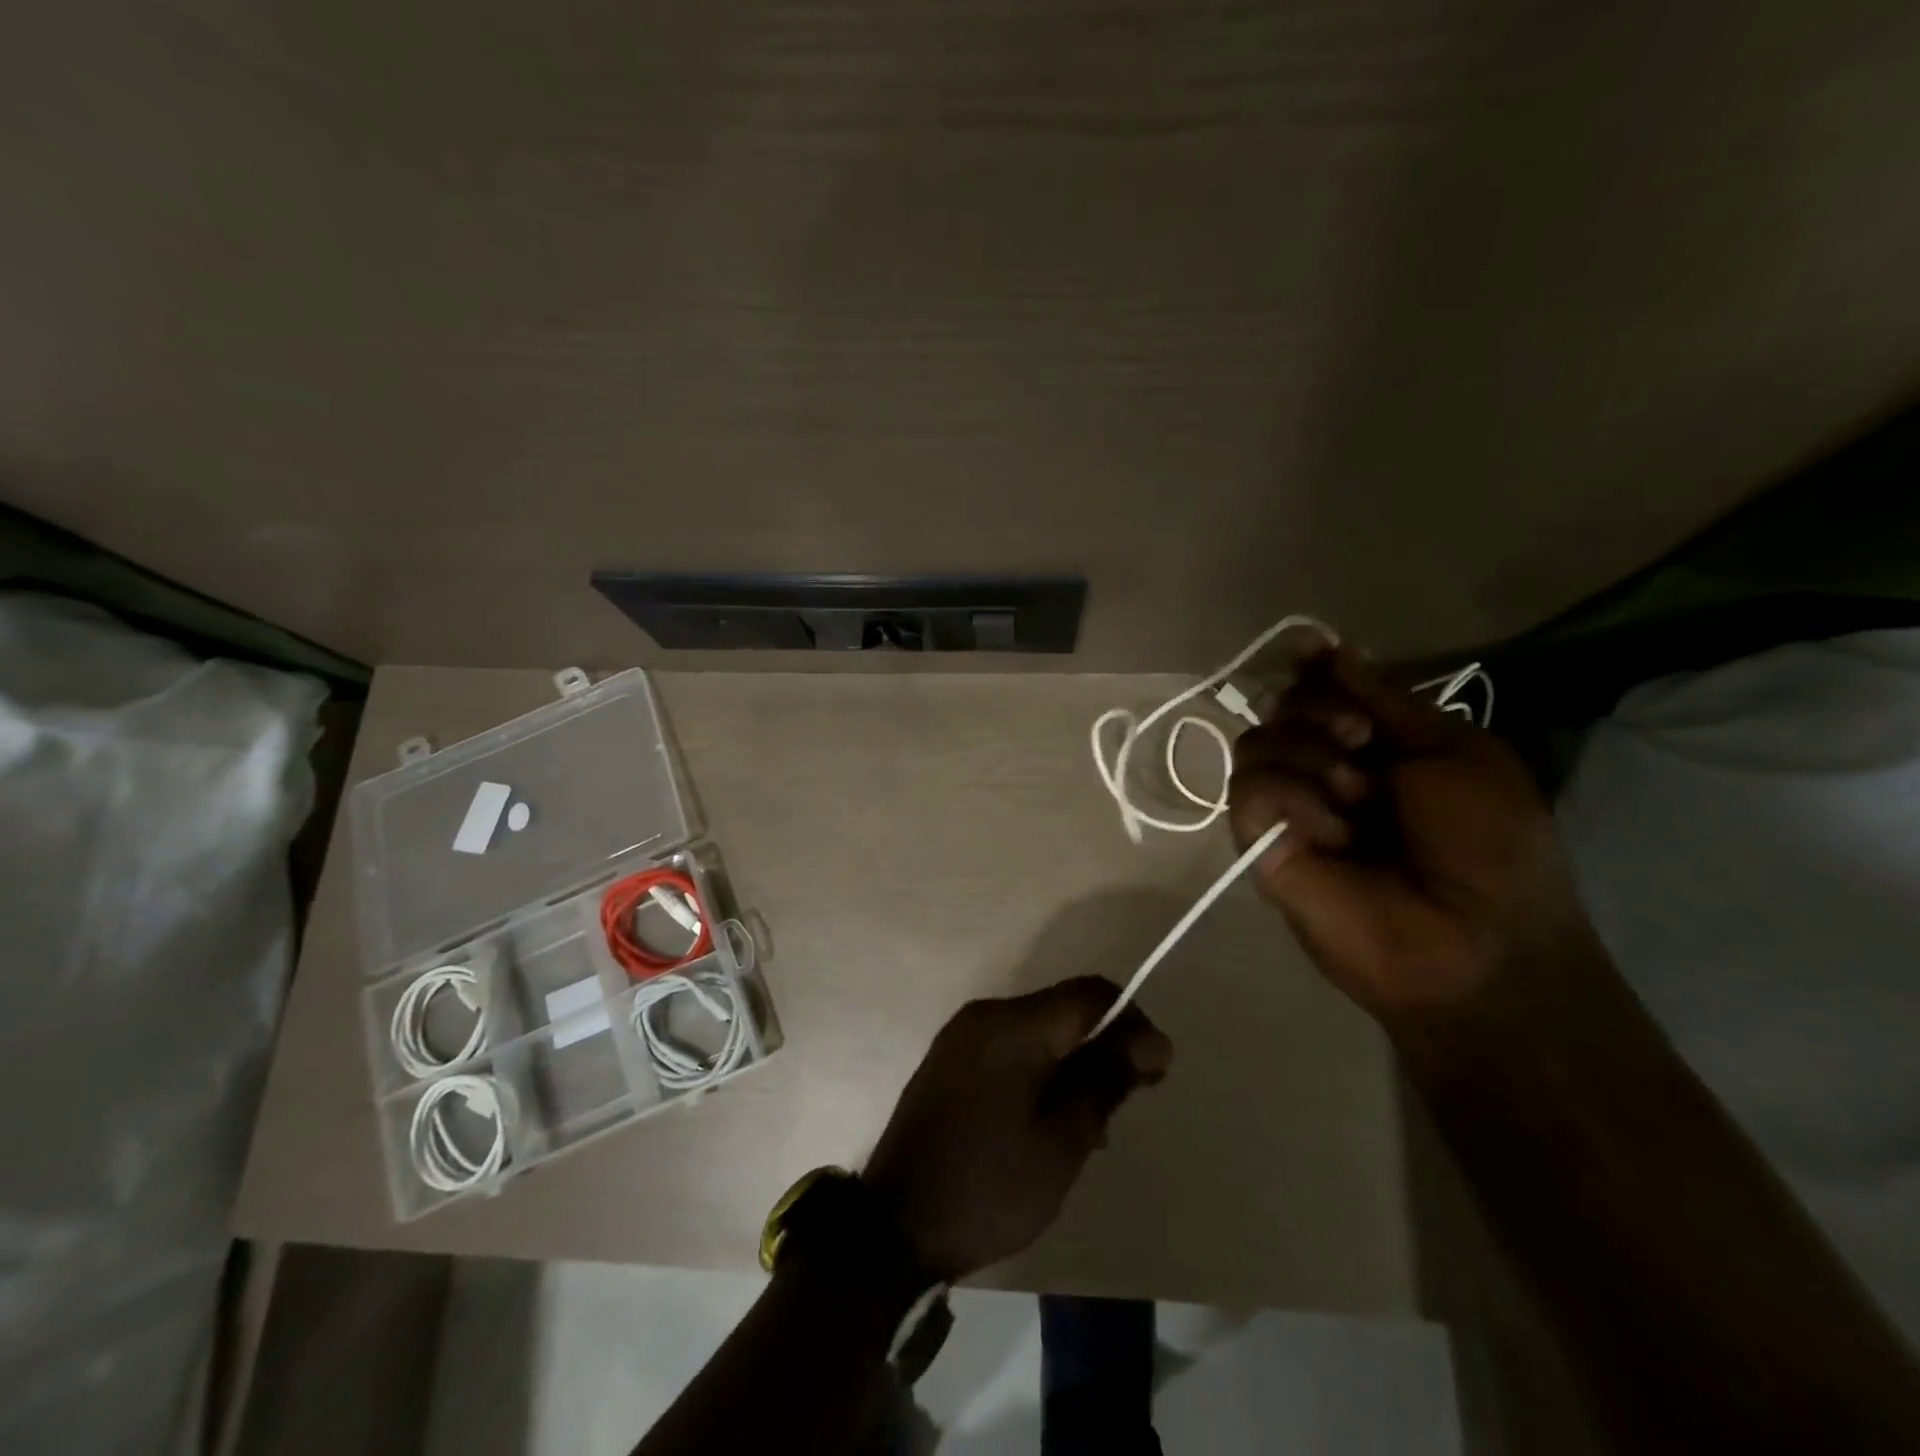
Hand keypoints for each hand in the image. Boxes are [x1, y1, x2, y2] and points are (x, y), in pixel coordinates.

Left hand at [862, 978, 1171, 1282]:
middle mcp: (985, 1015)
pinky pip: (1010, 1047)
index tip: (1155, 1071)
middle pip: (1063, 1009)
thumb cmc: (988, 1187)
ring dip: (1073, 1061)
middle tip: (1129, 1099)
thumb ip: (1104, 1081)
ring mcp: (962, 1036)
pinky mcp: (950, 1059)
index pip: (1090, 994)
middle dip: (1104, 1044)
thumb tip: (1148, 1041)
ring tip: (1094, 1122)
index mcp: (1012, 1025)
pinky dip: (1041, 1069)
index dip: (1131, 1022)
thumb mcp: (1061, 1143)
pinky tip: (1052, 1118)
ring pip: (1038, 1029)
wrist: (893, 1228)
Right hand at [1228, 646, 1592, 1019]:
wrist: (1474, 942)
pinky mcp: (1260, 842)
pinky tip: (1329, 834)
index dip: (1309, 669)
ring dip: (1309, 757)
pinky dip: (1290, 798)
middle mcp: (1322, 769)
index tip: (1307, 650)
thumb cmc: (1488, 844)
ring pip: (1255, 741)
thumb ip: (1386, 699)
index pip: (1319, 690)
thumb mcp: (1456, 751)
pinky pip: (1250, 790)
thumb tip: (1330, 649)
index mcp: (1374, 746)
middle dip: (1320, 712)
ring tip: (1355, 799)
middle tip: (1362, 746)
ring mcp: (1288, 807)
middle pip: (1281, 707)